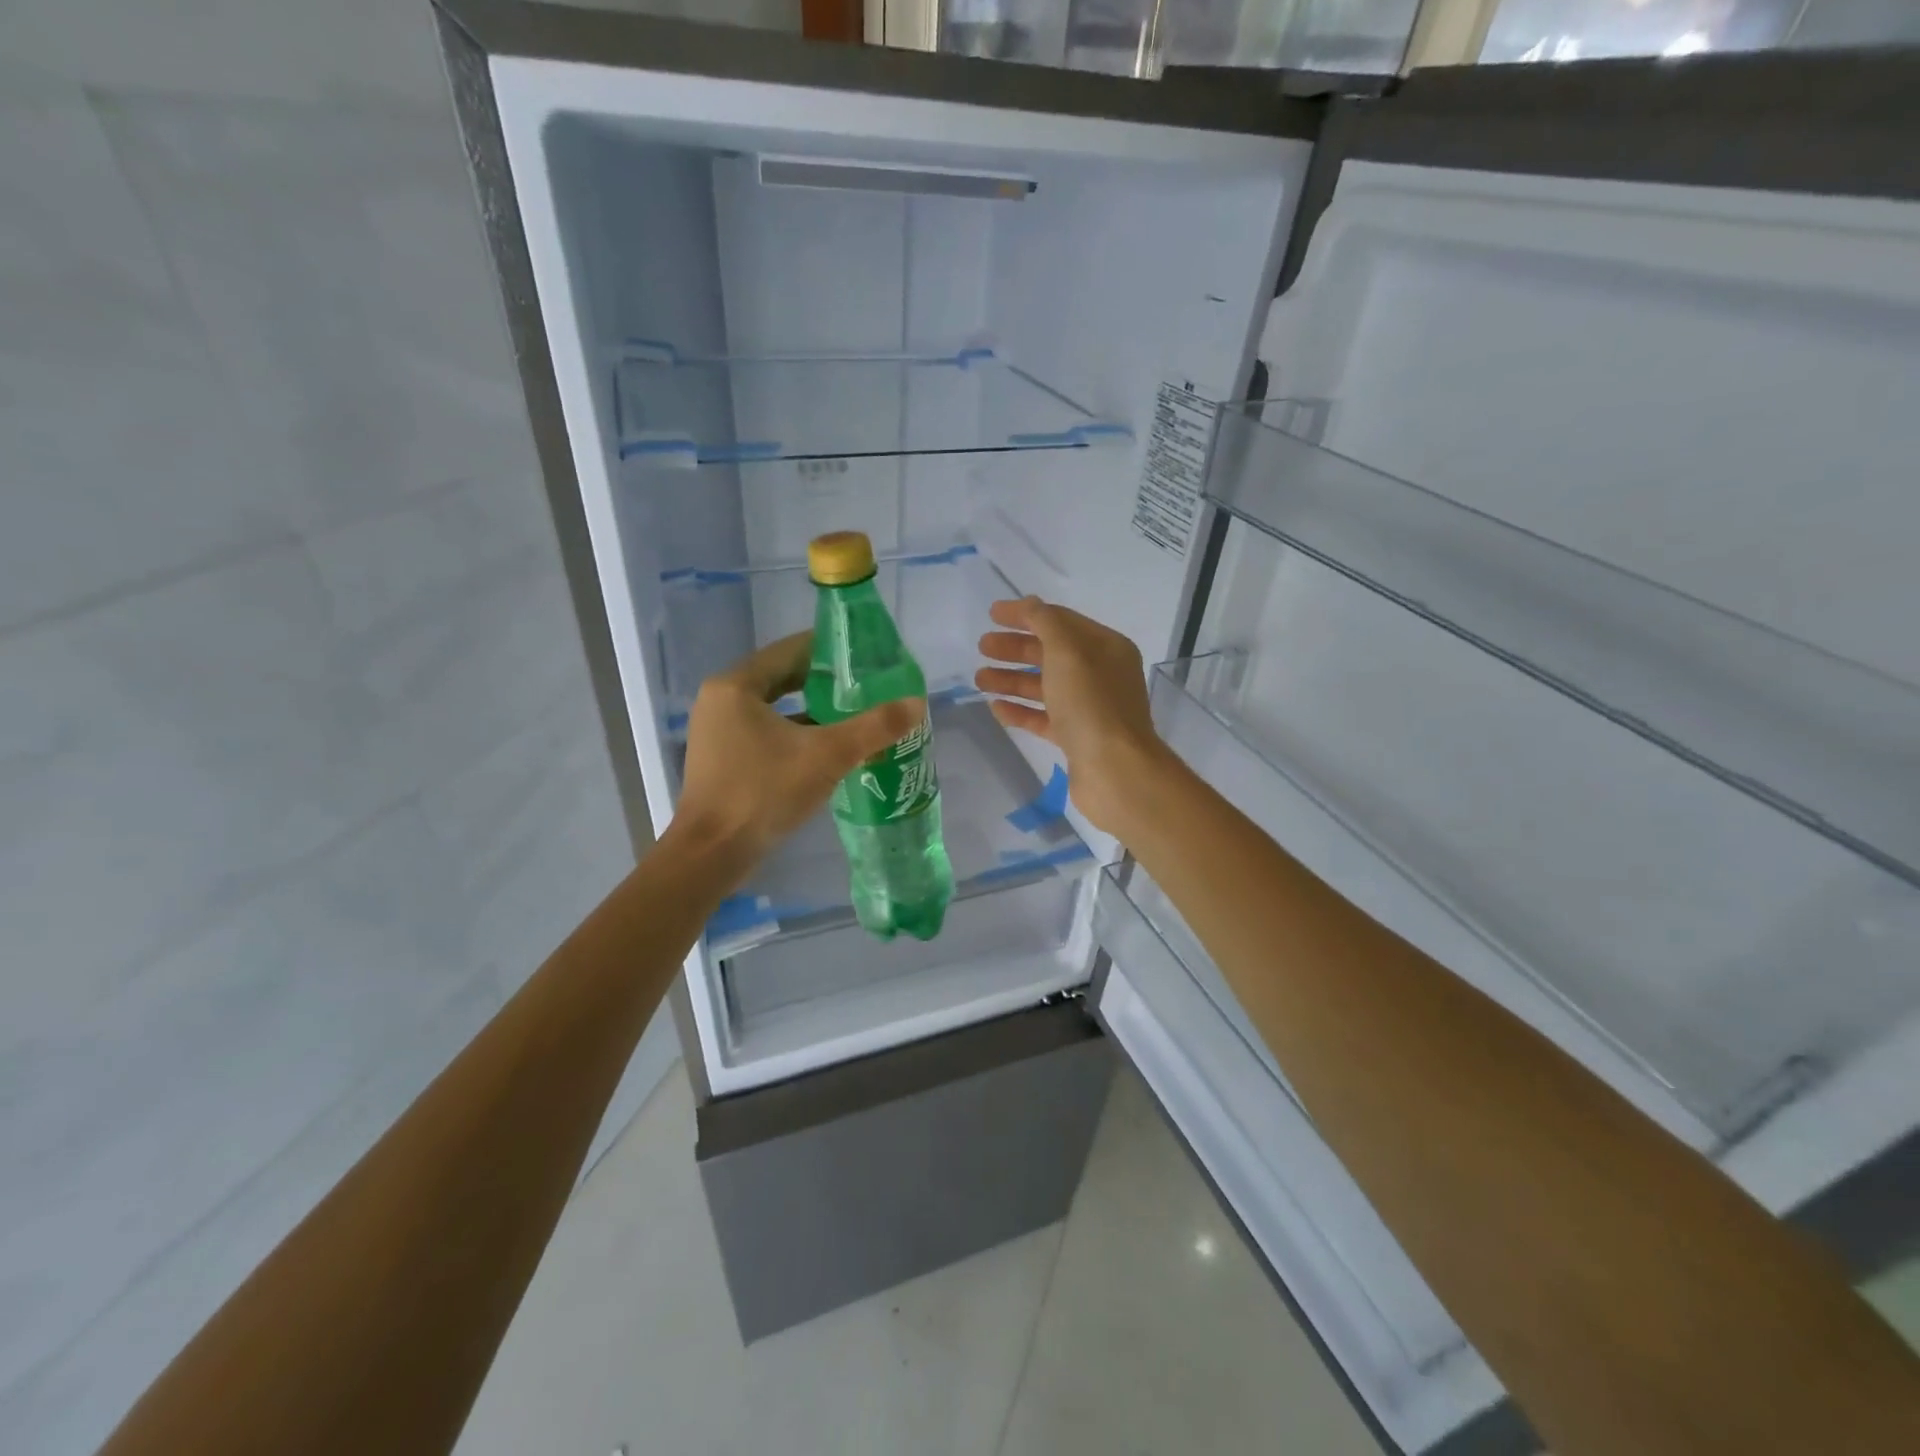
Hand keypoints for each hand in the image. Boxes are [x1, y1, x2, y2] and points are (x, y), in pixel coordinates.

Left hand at [676, 633, 922, 875]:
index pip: (790, 650)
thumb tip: (917, 703)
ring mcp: (719, 732)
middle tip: (867, 685)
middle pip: (782, 679)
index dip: (830, 650)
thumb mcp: (827, 756)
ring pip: (776, 709)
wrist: (712, 854)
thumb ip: (874, 727)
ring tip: (855, 714)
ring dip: (813, 711)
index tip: (866, 655)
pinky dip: (796, 735)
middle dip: (825, 682)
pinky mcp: (723, 760)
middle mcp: (722, 701)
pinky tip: (829, 748)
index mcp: (736, 686)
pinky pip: (766, 734)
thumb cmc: (764, 792)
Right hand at [975, 597, 1170, 835]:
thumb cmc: (1091, 703)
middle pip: (1050, 653)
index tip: (991, 614)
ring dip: (1011, 679)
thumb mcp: (1067, 651)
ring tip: (979, 679)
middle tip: (982, 647)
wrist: (1114, 770)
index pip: (1060, 621)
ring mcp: (1089, 708)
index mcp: (1105, 647)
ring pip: (1044, 686)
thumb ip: (1045, 622)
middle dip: (1015, 648)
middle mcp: (1100, 674)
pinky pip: (1044, 718)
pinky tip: (995, 707)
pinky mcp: (1077, 738)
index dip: (1026, 615)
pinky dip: (1020, 710)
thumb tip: (1029, 604)